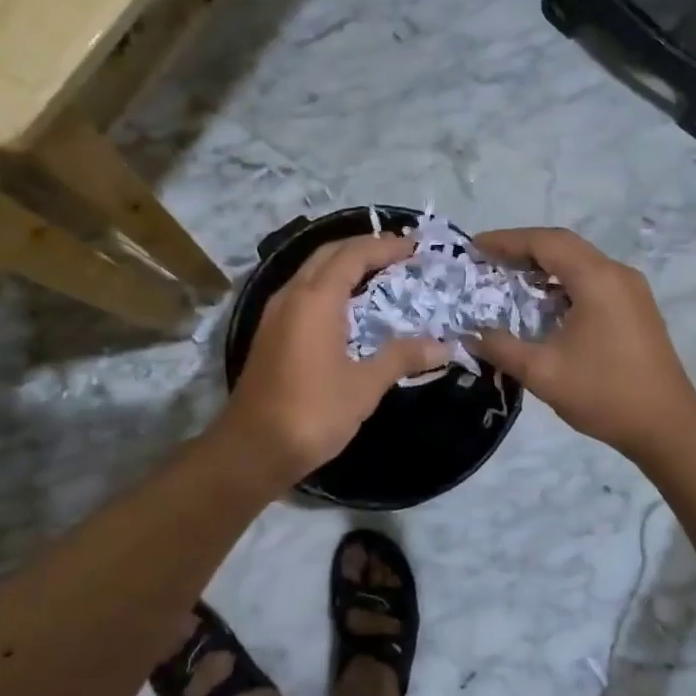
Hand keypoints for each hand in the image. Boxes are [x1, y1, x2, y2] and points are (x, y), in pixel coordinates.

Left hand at [218, 235, 448, 483]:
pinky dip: (329, 285)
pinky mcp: (270, 333)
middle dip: (363, 247)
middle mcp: (291, 296)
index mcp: (315, 300)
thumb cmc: (312, 412)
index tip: (414, 247)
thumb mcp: (364, 386)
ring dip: (344, 265)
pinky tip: (347, 306)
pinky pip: (303, 292)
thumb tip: (443, 346)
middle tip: (398, 252)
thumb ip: (401, 357)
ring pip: (312, 271)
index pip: (353, 255)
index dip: (385, 246)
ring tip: (378, 272)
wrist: (251, 449)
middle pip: (328, 254)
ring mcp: (275, 314)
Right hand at [472, 227, 695, 459]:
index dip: (507, 241)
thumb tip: (470, 335)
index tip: (475, 246)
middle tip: (488, 259)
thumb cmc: (604, 394)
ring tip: (510, 277)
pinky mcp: (636, 307)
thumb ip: (501, 348)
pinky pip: (593, 279)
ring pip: (580, 261)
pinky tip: (544, 302)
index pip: (545, 243)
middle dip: (523, 248)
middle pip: (564, 245)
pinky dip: (563, 281)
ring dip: (544, 264)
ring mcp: (631, 290)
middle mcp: (617, 274)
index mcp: (596, 280)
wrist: (667, 426)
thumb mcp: (542, 372)